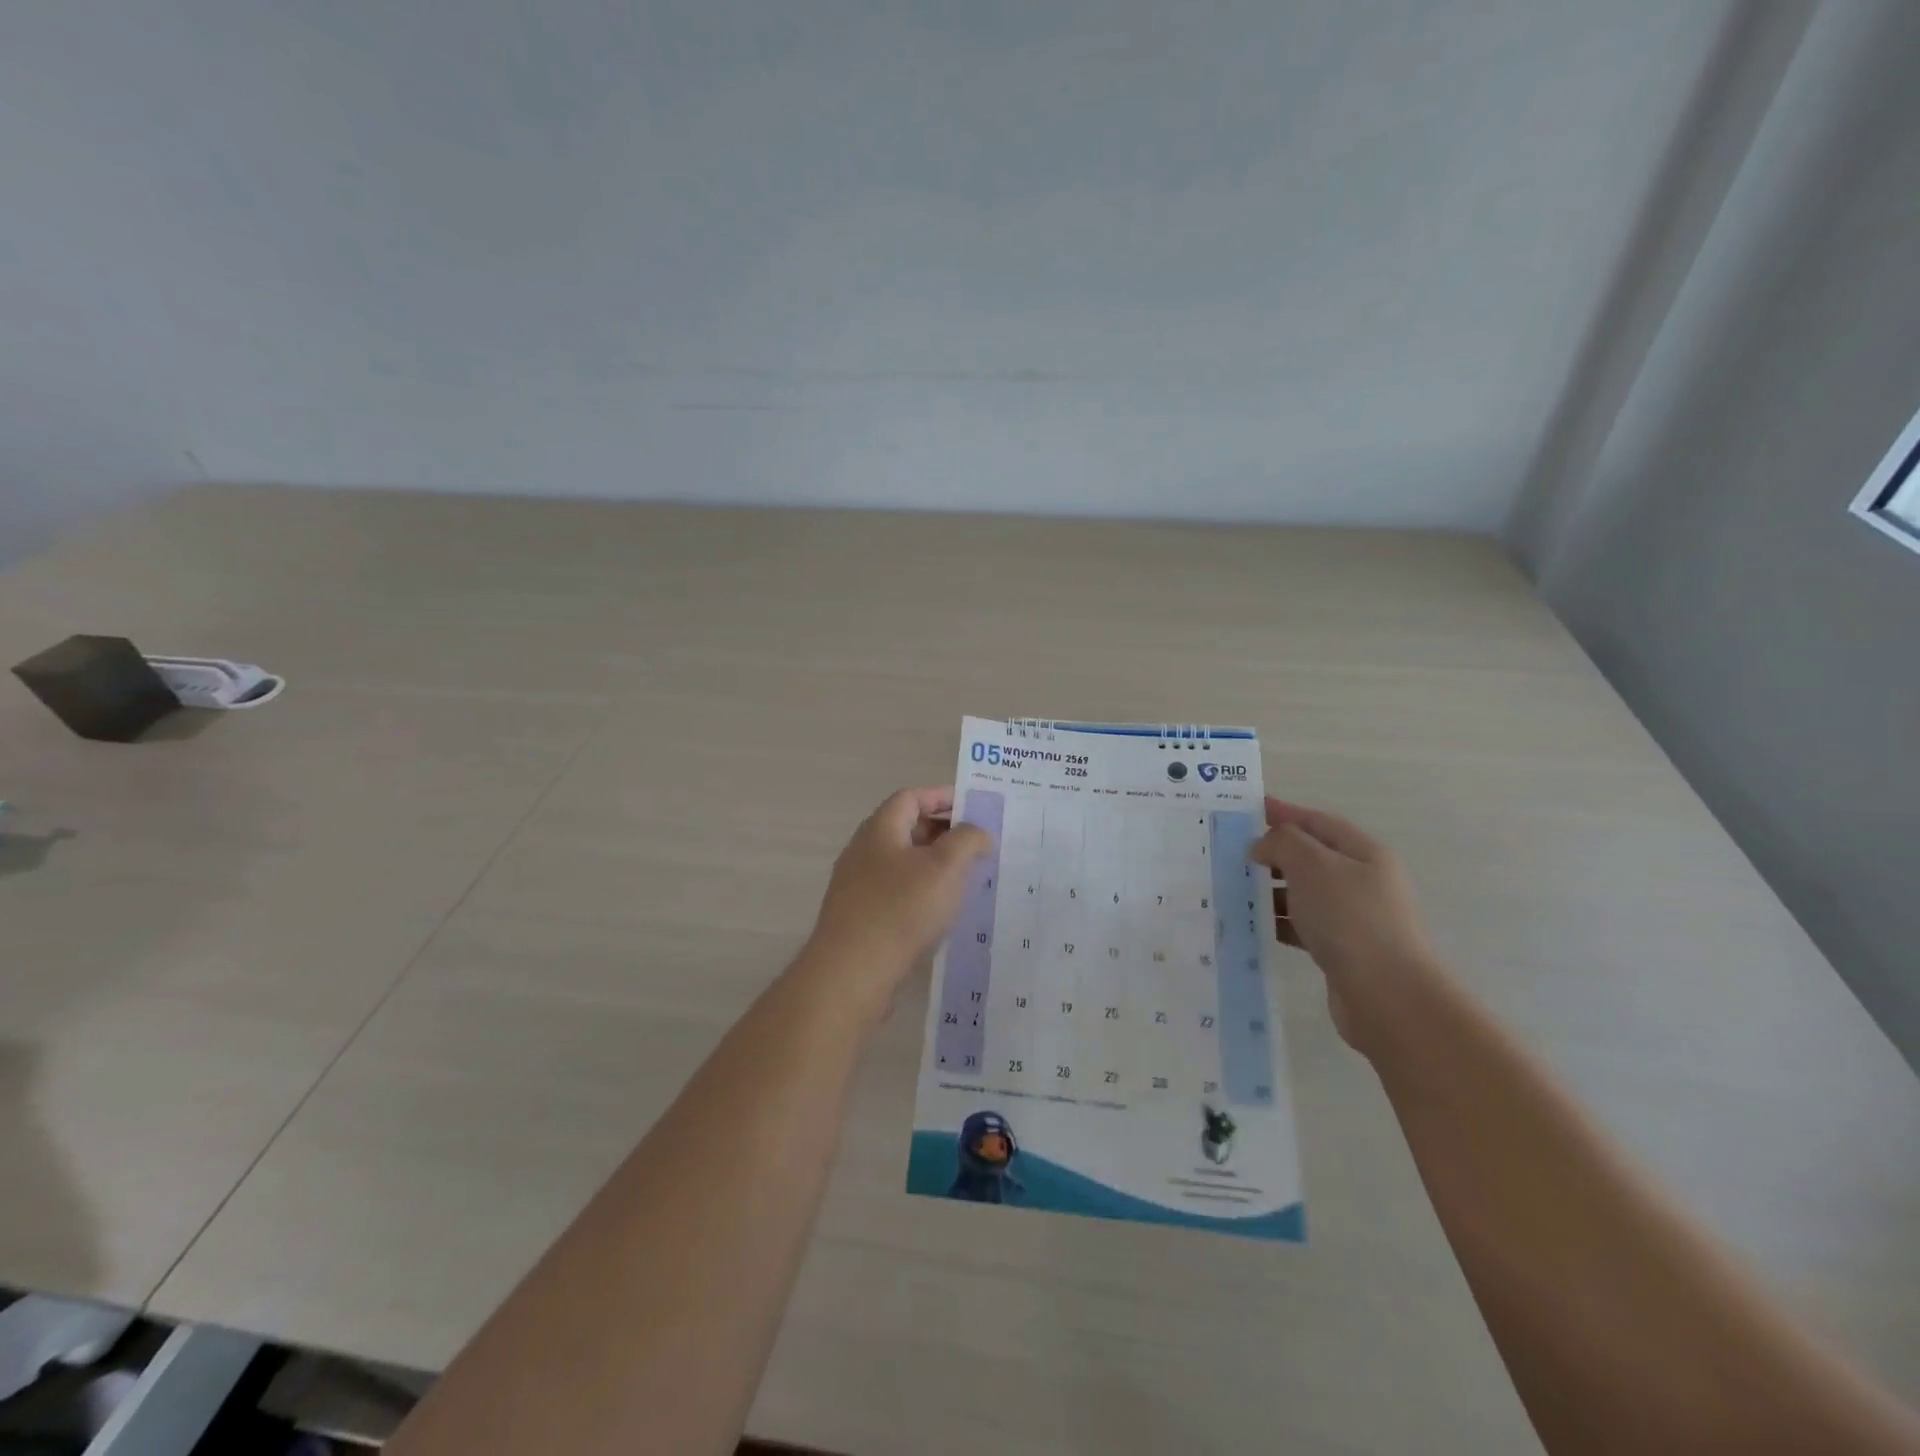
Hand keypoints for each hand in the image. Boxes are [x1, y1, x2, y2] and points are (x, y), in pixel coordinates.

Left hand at [803, 787, 992, 1018]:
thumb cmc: (901, 909)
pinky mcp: (860, 917)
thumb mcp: (945, 866)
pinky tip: (942, 913)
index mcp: (880, 829)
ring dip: (934, 866)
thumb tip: (978, 833)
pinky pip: (896, 893)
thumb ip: (968, 839)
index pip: (911, 797)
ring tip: (966, 880)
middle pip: (906, 828)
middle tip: (976, 846)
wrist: (853, 972)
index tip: (974, 809)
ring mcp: (858, 886)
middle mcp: (864, 851)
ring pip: (902, 864)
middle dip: (943, 832)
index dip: (943, 797)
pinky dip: (921, 893)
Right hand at [1250, 797, 1440, 1053]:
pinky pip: (1302, 925)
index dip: (1283, 812)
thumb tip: (1263, 847)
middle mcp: (1362, 881)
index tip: (1247, 808)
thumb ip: (1283, 843)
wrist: (1387, 995)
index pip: (1317, 822)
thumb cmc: (1350, 919)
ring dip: (1270, 889)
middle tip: (1231, 852)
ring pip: (1303, 892)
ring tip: (1233, 889)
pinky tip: (1253, 926)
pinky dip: (1278, 922)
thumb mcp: (1313, 865)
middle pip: (1310, 857)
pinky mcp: (1342, 949)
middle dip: (1272, 852)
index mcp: (1363, 853)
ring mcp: (1353, 917)